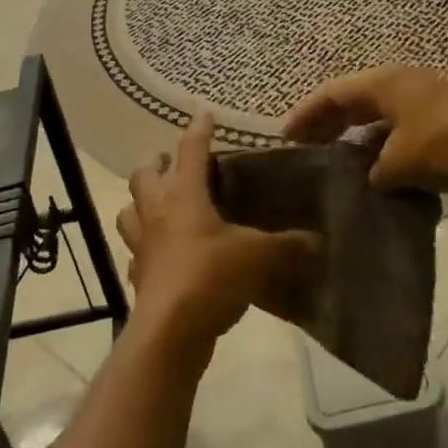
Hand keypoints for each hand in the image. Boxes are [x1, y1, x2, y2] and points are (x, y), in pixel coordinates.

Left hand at [116, 114, 320, 350]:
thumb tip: (318, 241)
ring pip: (129, 212)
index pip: (190, 151)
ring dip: (139, 203)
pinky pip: (135, 255)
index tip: (204, 114)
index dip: (198, 130)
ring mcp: (142, 246)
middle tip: (168, 161)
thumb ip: (289, 246)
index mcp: (184, 195)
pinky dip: (143, 250)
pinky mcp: (139, 278)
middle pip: (143, 174)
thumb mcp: (259, 256)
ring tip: (156, 204)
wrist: (170, 333)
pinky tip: (157, 256)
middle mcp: (157, 212)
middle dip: (154, 162)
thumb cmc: (211, 277)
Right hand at [285, 65, 447, 199]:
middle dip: (327, 124)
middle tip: (304, 150)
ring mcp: (424, 102)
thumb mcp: (403, 160)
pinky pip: (398, 131)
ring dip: (355, 137)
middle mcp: (400, 85)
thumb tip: (371, 177)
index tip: (285, 137)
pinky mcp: (442, 122)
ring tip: (334, 163)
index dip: (307, 114)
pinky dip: (382, 147)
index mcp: (385, 83)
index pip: (332, 94)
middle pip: (352, 101)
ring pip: (376, 117)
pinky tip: (376, 173)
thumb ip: (376, 170)